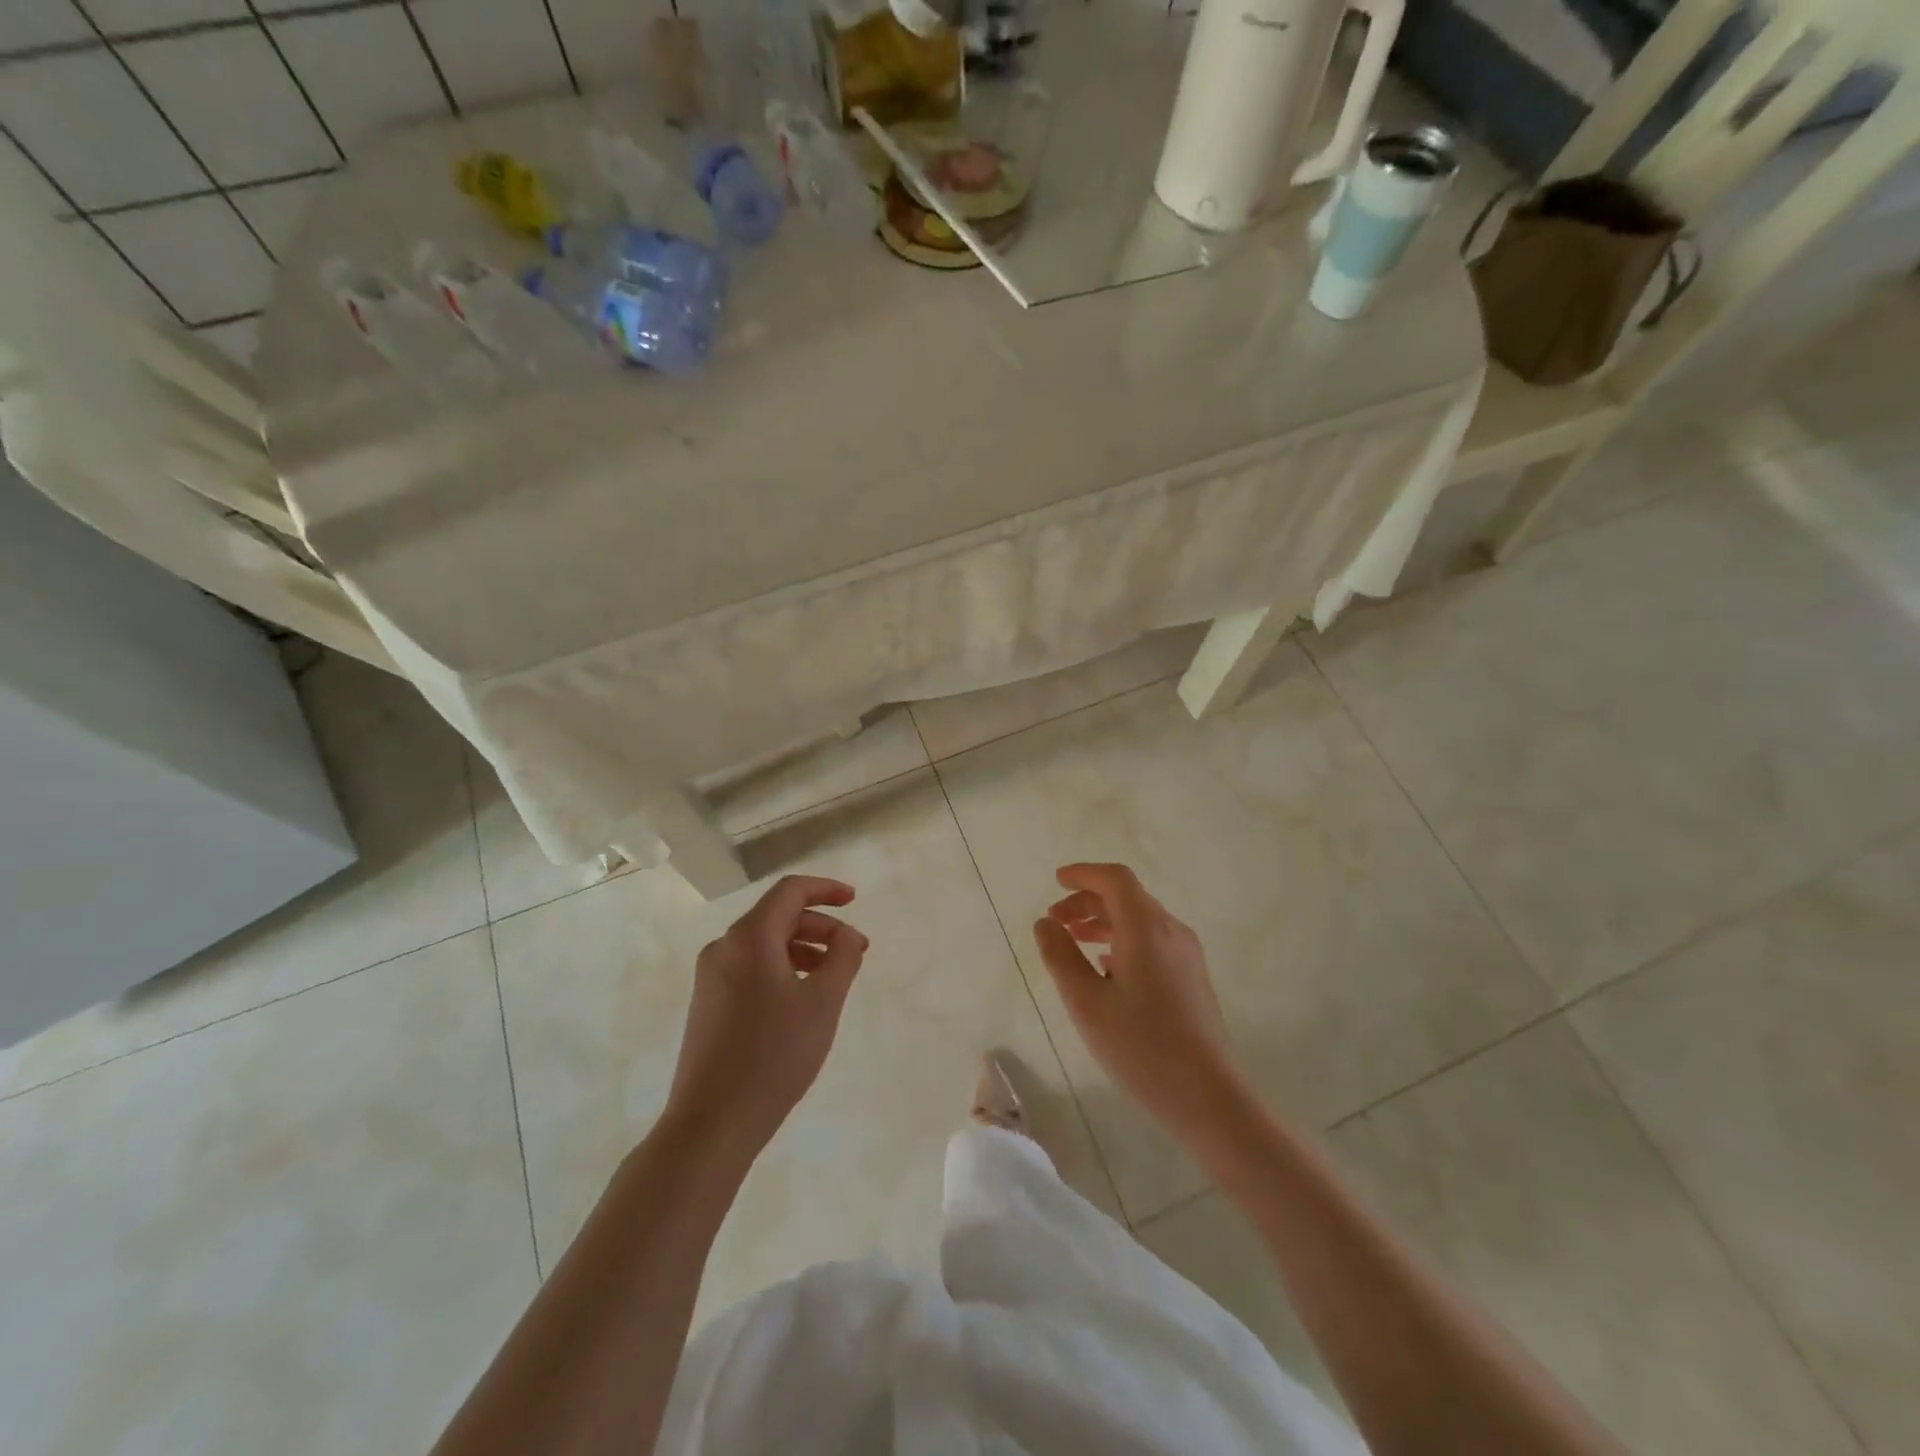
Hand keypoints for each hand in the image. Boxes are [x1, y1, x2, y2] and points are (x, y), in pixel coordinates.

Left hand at [665, 875, 868, 1160]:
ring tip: (834, 977)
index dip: (826, 889)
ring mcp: (711, 976)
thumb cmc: (773, 1055)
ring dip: (804, 949)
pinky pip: (751, 967)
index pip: (790, 891)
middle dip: (821, 927)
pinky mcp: (708, 1003)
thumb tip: (845, 934)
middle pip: (778, 916)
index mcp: (750, 937)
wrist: (711, 1123)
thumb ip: (842, 957)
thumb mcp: (823, 1003)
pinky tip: (802, 999)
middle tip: (856, 951)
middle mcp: (724, 947)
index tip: (855, 900)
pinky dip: (782, 968)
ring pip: (765, 944)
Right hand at [1033, 863, 1245, 1140]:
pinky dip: (1123, 939)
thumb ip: (1061, 956)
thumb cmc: (1140, 1046)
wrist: (1208, 1096)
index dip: (1084, 873)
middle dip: (1088, 900)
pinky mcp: (1192, 977)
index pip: (1115, 879)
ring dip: (1104, 921)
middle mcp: (1171, 931)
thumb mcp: (1086, 1002)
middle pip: (1127, 897)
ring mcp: (1186, 954)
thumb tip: (1045, 923)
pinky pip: (1152, 941)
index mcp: (1146, 927)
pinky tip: (1105, 967)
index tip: (1056, 880)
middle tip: (1055, 920)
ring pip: (1140, 920)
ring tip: (1073, 940)